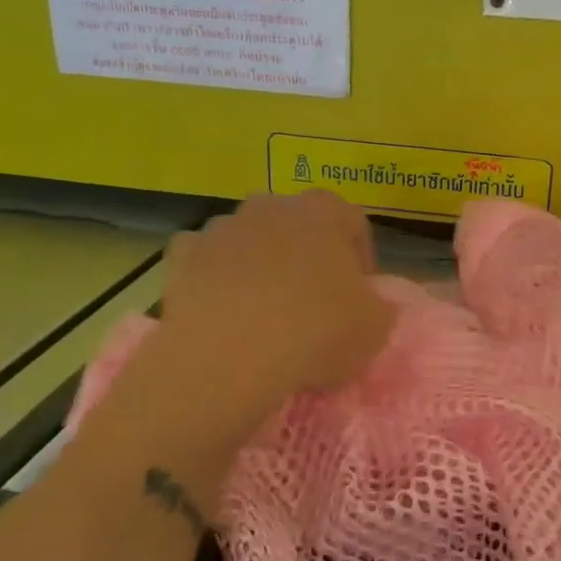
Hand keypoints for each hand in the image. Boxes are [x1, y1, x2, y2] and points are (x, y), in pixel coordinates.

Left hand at [157, 192, 395, 411]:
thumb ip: (378, 306)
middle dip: (305, 255)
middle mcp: (273, 206)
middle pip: (296, 225)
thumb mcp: (375, 328)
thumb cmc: (316, 331)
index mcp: (325, 212)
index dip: (359, 258)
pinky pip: (204, 261)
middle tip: (312, 301)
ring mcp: (223, 226)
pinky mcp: (183, 254)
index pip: (352, 222)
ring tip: (263, 313)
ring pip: (248, 240)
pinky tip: (221, 313)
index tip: (360, 294)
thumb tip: (368, 303)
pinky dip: (213, 279)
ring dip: (258, 265)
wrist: (230, 354)